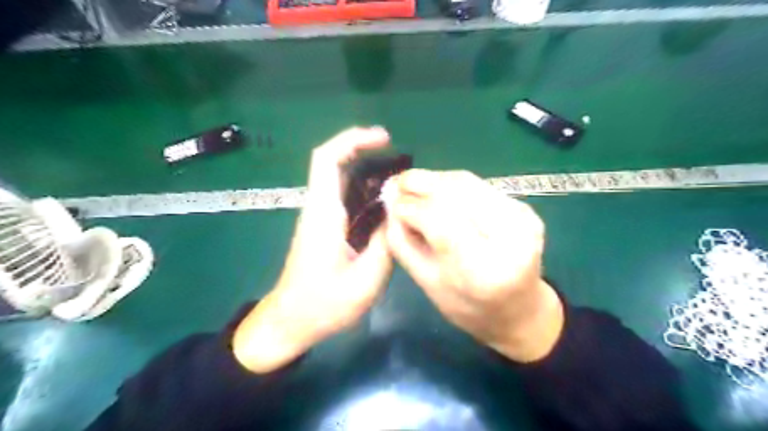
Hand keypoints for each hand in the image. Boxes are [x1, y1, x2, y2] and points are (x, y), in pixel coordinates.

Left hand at [231, 126, 391, 371]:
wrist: (291, 322)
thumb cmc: (323, 305)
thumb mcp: (365, 280)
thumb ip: (386, 243)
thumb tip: (400, 213)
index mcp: (324, 214)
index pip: (327, 159)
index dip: (353, 140)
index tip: (383, 138)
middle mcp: (319, 208)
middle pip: (336, 163)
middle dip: (367, 152)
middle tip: (402, 161)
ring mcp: (321, 217)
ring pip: (343, 180)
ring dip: (370, 173)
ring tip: (403, 182)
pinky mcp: (326, 228)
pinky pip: (347, 199)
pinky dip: (368, 193)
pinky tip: (390, 206)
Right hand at [388, 170, 561, 361]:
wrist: (519, 310)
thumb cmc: (468, 307)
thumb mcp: (427, 284)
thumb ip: (404, 242)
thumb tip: (390, 203)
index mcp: (484, 270)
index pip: (440, 221)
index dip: (410, 206)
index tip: (389, 201)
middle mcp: (511, 238)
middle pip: (456, 192)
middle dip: (419, 182)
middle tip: (395, 183)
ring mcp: (523, 219)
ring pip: (467, 182)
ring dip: (434, 179)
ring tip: (411, 185)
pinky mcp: (525, 209)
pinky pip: (479, 186)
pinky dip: (451, 185)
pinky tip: (436, 192)